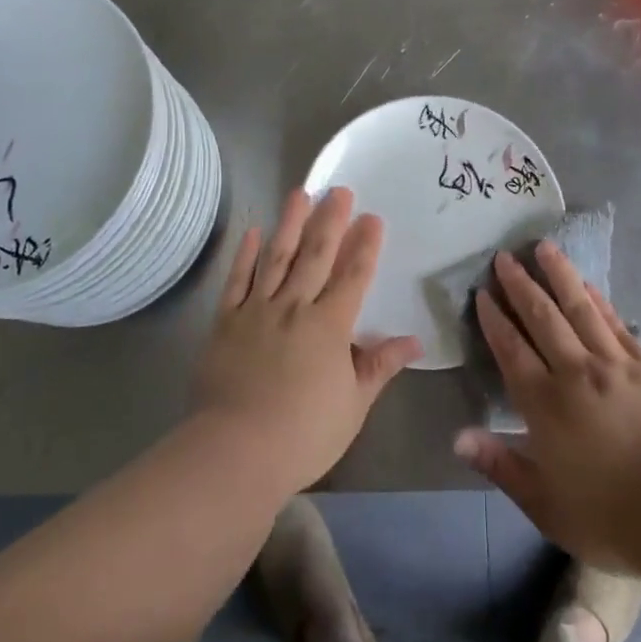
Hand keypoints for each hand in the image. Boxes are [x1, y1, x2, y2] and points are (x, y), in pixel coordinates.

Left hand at [189, 188, 422, 495]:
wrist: (235, 452)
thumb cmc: (304, 434)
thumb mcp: (353, 405)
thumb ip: (380, 366)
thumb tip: (414, 342)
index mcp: (330, 326)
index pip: (353, 276)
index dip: (365, 245)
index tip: (373, 216)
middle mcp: (295, 307)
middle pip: (316, 255)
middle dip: (330, 220)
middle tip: (339, 190)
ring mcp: (258, 310)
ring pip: (277, 257)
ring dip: (290, 223)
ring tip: (300, 192)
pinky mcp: (226, 321)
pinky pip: (237, 280)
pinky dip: (245, 255)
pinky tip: (253, 231)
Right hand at [454, 242, 640, 568]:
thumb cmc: (609, 515)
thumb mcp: (544, 503)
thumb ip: (500, 465)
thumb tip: (458, 437)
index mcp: (544, 404)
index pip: (512, 350)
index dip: (495, 319)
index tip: (483, 293)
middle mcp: (574, 372)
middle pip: (542, 317)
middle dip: (520, 285)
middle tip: (504, 257)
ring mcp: (614, 364)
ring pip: (579, 308)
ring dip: (559, 275)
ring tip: (543, 247)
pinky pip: (615, 323)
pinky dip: (598, 300)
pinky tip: (587, 285)